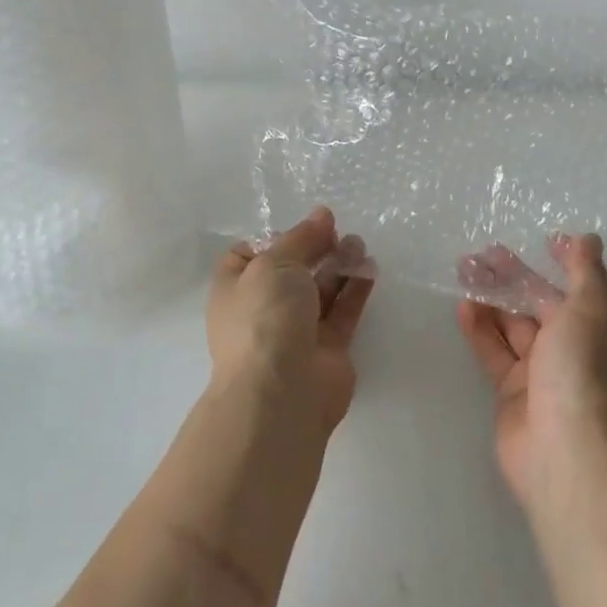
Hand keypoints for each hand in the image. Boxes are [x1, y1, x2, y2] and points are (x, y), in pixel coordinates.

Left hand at [209, 207, 374, 435]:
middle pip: (291, 270)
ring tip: (359, 245)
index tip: (303, 227)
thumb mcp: (275, 263)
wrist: (283, 391)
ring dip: (339, 265)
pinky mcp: (328, 348)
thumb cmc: (265, 317)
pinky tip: (370, 268)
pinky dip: (356, 289)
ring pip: (320, 290)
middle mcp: (263, 310)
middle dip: (315, 248)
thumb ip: (301, 237)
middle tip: (338, 232)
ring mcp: (296, 331)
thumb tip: (322, 215)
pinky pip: (342, 311)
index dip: (275, 238)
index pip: (249, 255)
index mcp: (235, 289)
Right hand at [456, 233, 606, 507]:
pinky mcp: (514, 391)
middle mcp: (579, 347)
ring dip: (492, 297)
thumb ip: (585, 271)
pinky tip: (463, 306)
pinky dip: (480, 329)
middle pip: (545, 301)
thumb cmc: (585, 371)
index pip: (590, 286)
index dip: (571, 262)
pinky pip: (495, 351)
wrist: (565, 453)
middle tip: (485, 251)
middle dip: (517, 276)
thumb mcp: (591, 309)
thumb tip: (590, 238)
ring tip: (464, 269)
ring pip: (515, 323)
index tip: (547, 240)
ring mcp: (545, 371)